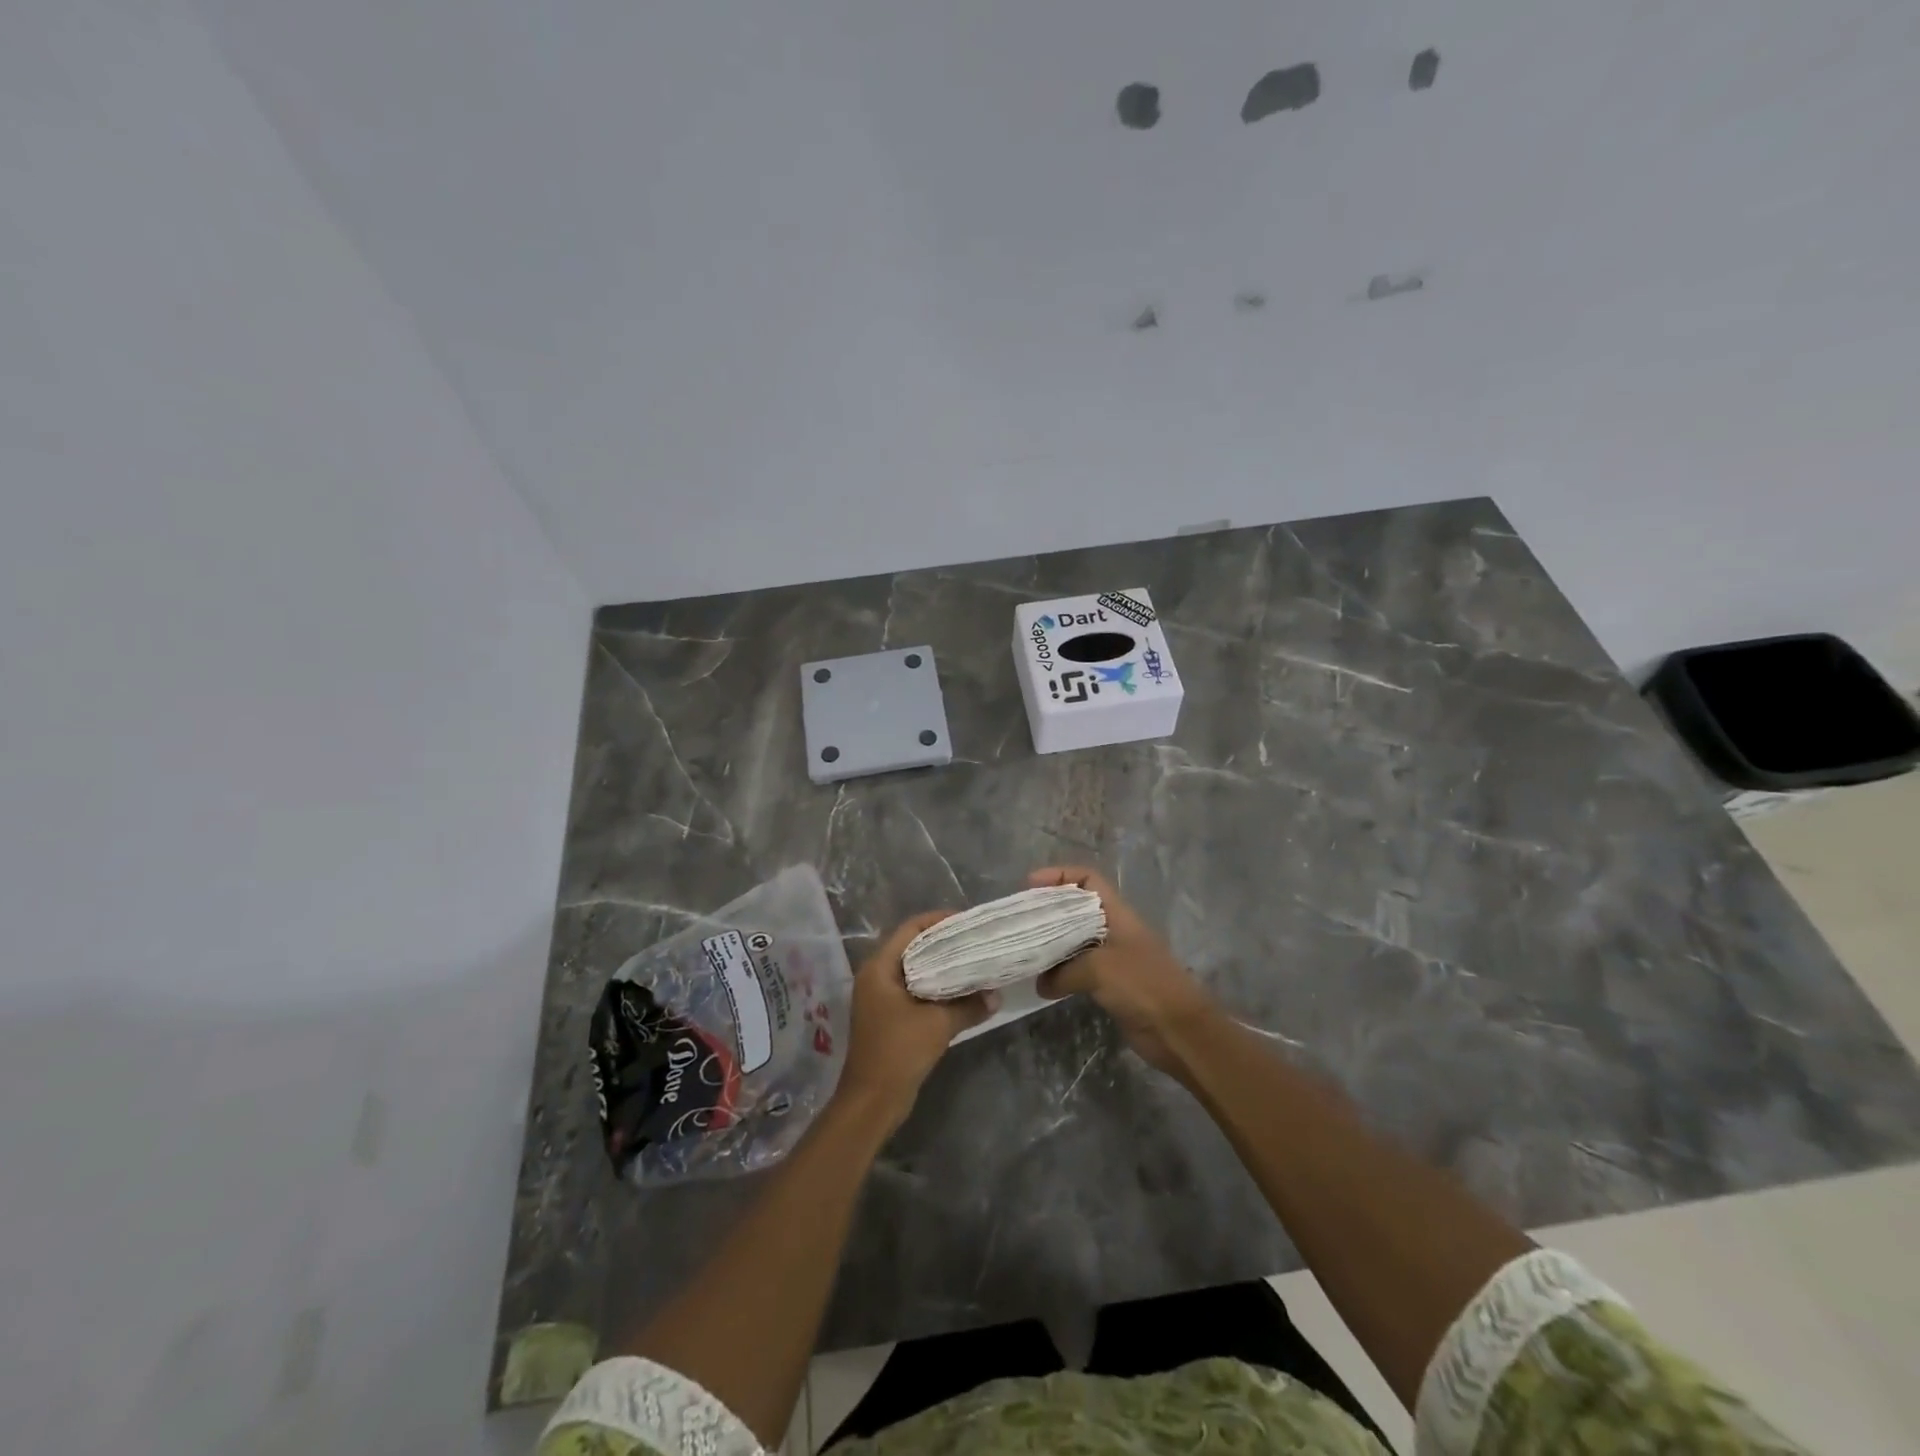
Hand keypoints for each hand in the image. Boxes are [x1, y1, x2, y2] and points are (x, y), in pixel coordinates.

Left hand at [837, 911, 995, 1129]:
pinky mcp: (887, 1016)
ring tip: (973, 962)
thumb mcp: (938, 1025)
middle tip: (975, 940)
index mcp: (880, 968)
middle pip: (912, 947)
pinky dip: (935, 987)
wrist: (871, 1102)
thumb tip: (996, 995)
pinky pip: (914, 990)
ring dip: (941, 967)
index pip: (911, 929)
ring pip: (914, 970)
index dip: (938, 921)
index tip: (967, 920)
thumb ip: (969, 1006)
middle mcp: (876, 976)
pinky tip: (960, 991)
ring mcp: (879, 997)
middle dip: (943, 943)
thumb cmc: (898, 1052)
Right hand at [1029, 867, 1215, 1076]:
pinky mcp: (1112, 985)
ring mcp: (1114, 958)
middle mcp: (1114, 930)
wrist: (1180, 1031)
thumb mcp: (1098, 969)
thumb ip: (1064, 971)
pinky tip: (1043, 983)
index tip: (1031, 885)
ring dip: (1053, 944)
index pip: (1088, 879)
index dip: (1060, 876)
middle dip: (1050, 910)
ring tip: (1026, 949)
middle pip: (1077, 909)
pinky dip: (1062, 973)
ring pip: (1076, 941)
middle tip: (1021, 920)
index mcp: (1117, 914)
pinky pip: (1080, 971)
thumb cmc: (1143, 985)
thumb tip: (1041, 983)